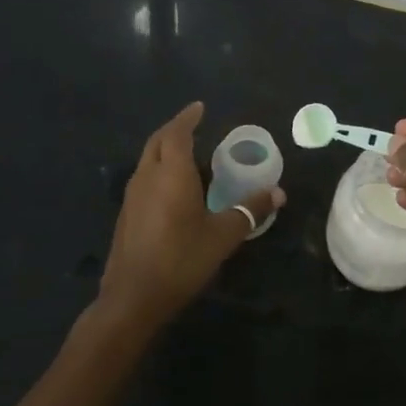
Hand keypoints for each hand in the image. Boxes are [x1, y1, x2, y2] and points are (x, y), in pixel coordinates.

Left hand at [99, 102, 283, 330]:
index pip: (177, 133)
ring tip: (188, 155)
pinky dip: (158, 170)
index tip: (199, 108)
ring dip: (165, 150)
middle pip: (157, 141)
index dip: (187, 118)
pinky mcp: (126, 215)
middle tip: (194, 126)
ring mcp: (132, 196)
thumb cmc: (181, 259)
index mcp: (170, 173)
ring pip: (147, 160)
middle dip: (175, 130)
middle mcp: (147, 177)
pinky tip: (174, 189)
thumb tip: (278, 193)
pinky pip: (143, 179)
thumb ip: (250, 210)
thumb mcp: (223, 236)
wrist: (132, 298)